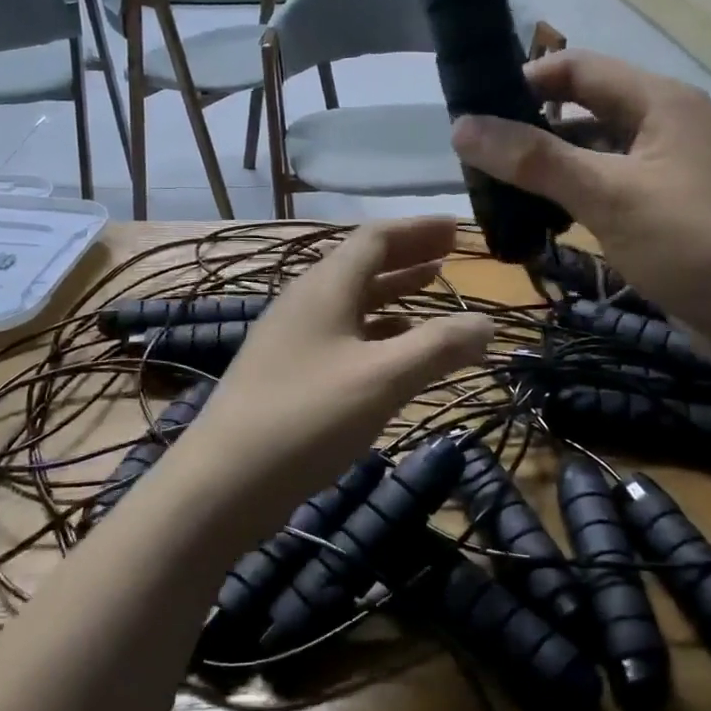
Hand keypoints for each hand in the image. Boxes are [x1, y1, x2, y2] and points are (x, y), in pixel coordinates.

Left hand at [183, 218, 493, 527]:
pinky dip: (376, 331)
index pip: (376, 238)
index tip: (457, 229)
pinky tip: (394, 350)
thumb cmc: (308, 418)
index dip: (419, 229)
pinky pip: (342, 334)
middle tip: (450, 255)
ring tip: (431, 291)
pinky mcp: (287, 373)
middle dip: (409, 256)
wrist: (223, 482)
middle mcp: (306, 302)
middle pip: (362, 264)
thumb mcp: (383, 379)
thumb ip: (438, 347)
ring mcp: (292, 338)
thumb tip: (487, 322)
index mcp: (325, 287)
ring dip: (393, 292)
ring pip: (352, 301)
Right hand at [452, 51, 710, 359]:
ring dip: (555, 165)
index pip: (577, 68)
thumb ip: (535, 160)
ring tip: (501, 190)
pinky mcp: (675, 207)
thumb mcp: (609, 196)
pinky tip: (549, 220)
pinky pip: (616, 185)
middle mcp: (669, 123)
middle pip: (587, 108)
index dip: (524, 82)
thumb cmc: (694, 243)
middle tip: (480, 157)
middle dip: (533, 128)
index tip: (474, 111)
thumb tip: (461, 126)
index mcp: (660, 101)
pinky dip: (580, 195)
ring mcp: (674, 167)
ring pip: (600, 152)